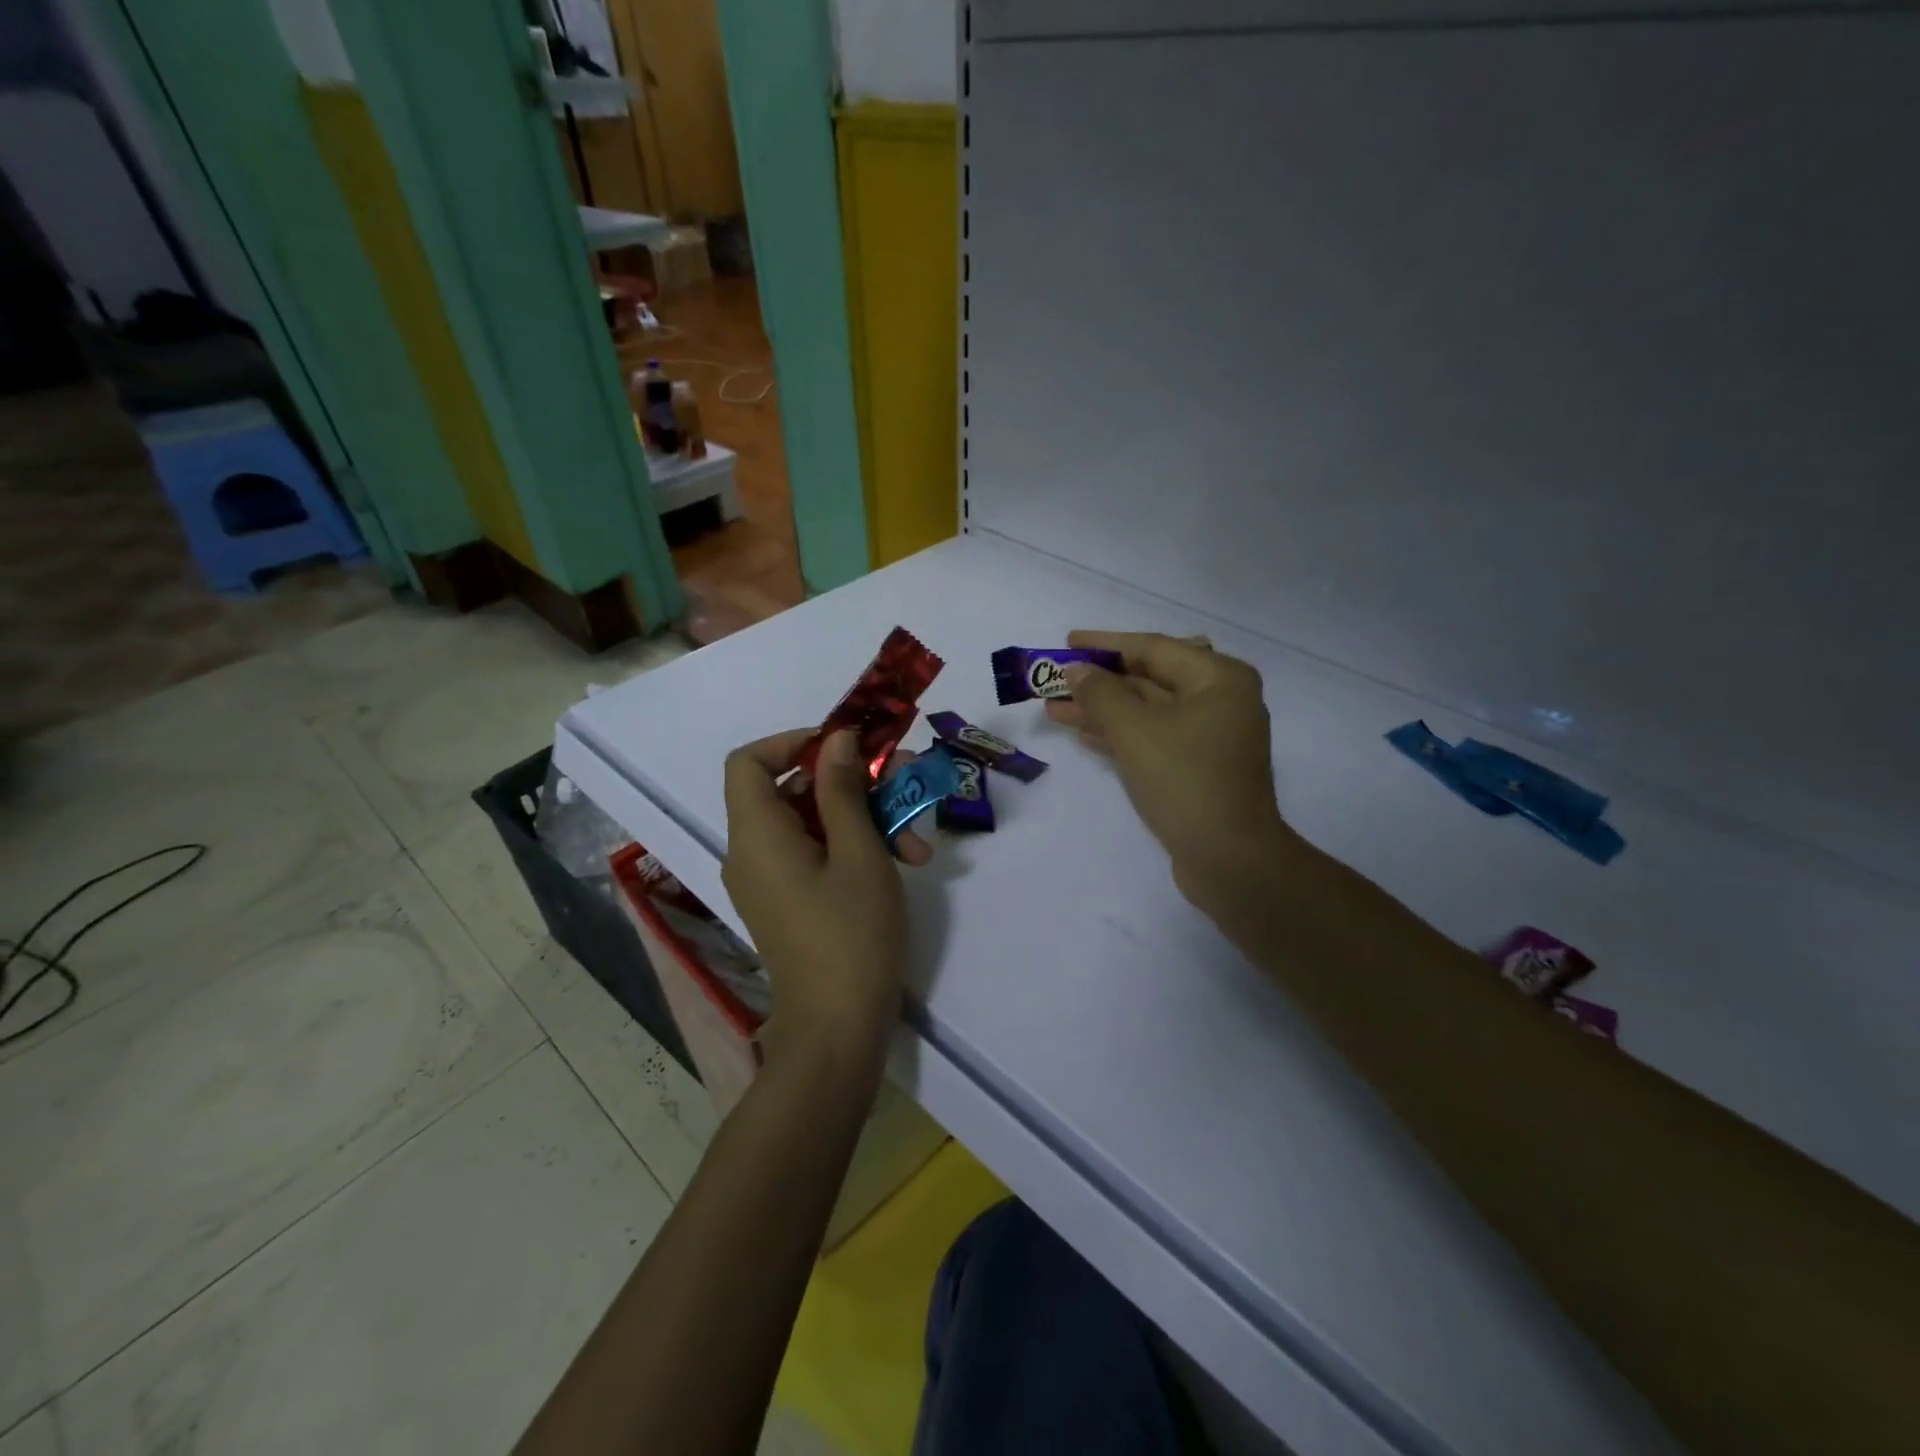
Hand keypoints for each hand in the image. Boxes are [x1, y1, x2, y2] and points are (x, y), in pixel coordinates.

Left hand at [720, 729, 929, 1064]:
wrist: (837, 1031)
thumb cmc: (851, 935)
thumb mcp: (859, 852)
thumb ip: (843, 790)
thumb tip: (836, 739)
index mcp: (757, 834)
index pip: (748, 761)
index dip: (793, 741)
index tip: (846, 744)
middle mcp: (752, 852)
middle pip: (791, 789)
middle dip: (852, 780)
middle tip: (905, 780)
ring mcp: (769, 880)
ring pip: (812, 822)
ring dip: (866, 818)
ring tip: (918, 841)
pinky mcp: (788, 901)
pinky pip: (814, 853)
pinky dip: (854, 847)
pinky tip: (905, 861)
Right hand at [1046, 631, 1294, 901]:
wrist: (1229, 859)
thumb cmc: (1184, 780)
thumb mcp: (1134, 730)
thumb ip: (1100, 693)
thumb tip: (1076, 670)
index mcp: (1219, 678)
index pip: (1153, 648)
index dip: (1105, 644)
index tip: (1066, 642)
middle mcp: (1220, 700)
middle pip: (1149, 678)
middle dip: (1099, 681)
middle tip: (1054, 678)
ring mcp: (1210, 736)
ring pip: (1147, 711)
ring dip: (1102, 709)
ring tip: (1054, 706)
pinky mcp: (1198, 767)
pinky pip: (1153, 737)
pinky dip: (1119, 734)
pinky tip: (1082, 732)